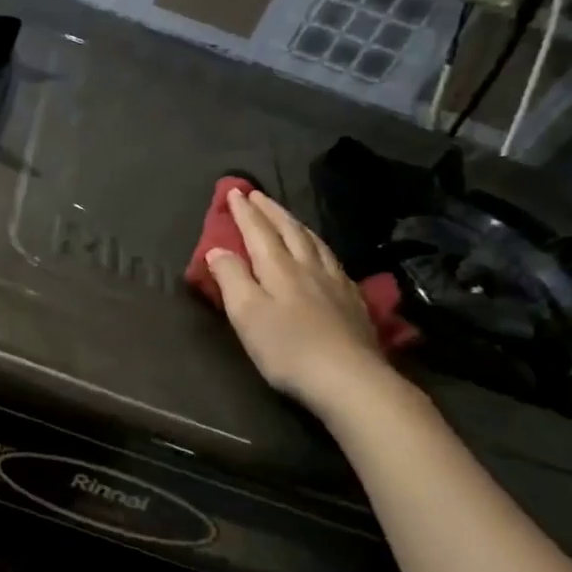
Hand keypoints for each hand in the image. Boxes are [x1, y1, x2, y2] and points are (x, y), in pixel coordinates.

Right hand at [206, 189, 392, 411]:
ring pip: (314, 242)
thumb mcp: (246, 313)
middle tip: (258, 194)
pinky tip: (323, 255)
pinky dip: (320, 248)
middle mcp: (308, 267)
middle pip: (289, 230)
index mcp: (278, 267)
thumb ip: (230, 277)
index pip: (258, 231)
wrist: (351, 380)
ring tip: (287, 216)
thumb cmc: (287, 348)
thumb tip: (218, 250)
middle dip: (270, 211)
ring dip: (296, 225)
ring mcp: (336, 283)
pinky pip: (333, 261)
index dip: (245, 211)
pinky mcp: (353, 302)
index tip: (234, 191)